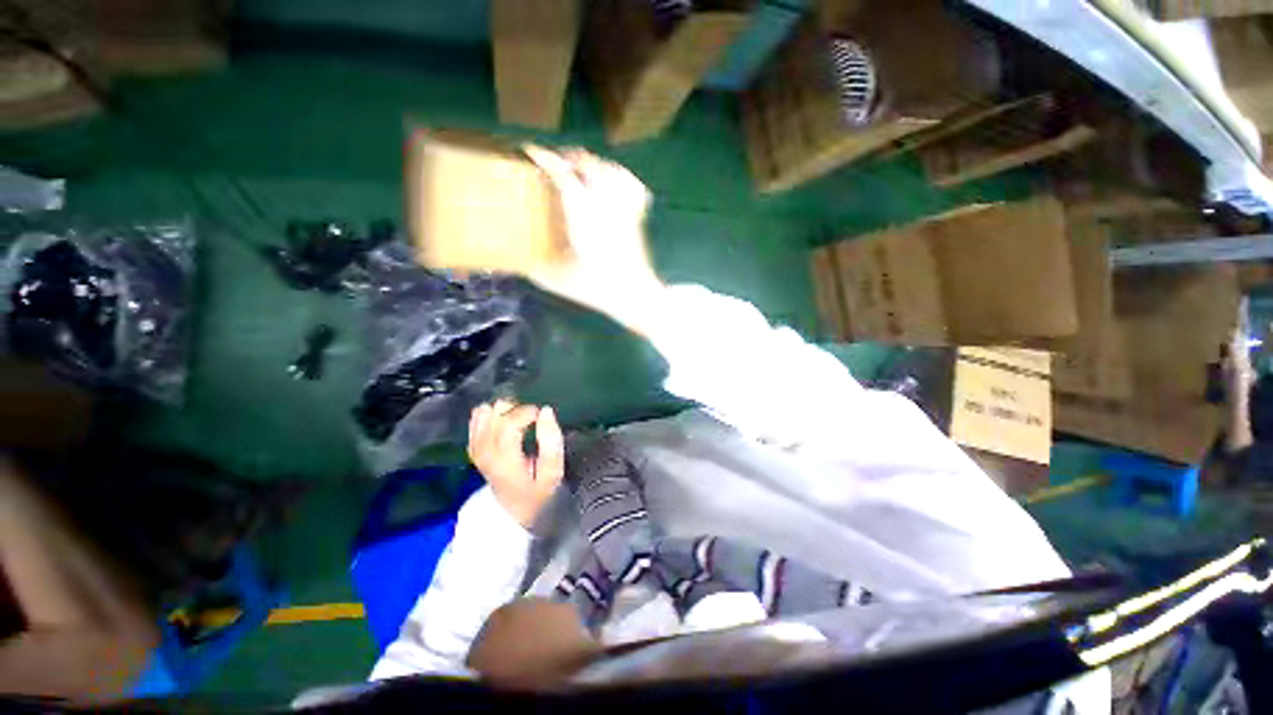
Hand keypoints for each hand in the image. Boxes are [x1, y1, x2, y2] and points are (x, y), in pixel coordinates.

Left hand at [468, 399, 564, 528]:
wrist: (513, 511)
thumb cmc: (538, 491)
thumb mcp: (553, 472)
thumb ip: (552, 441)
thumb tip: (546, 411)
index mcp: (505, 461)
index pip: (509, 423)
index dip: (528, 412)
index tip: (542, 415)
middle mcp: (484, 451)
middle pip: (496, 412)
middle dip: (518, 409)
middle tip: (533, 420)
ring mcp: (475, 448)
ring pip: (485, 411)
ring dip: (504, 410)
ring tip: (519, 421)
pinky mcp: (473, 445)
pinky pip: (477, 416)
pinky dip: (492, 413)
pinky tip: (504, 422)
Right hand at [522, 145, 665, 330]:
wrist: (634, 296)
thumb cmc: (597, 289)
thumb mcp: (559, 281)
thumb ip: (536, 270)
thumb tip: (518, 263)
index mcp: (582, 216)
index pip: (563, 174)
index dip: (544, 157)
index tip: (529, 150)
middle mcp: (604, 204)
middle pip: (587, 163)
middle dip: (566, 157)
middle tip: (550, 164)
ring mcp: (623, 208)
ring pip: (608, 169)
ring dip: (589, 164)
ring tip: (577, 170)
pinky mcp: (636, 216)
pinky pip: (630, 184)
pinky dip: (617, 175)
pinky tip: (610, 178)